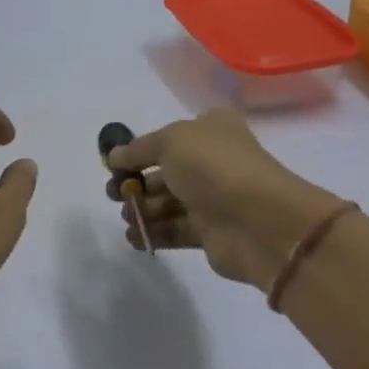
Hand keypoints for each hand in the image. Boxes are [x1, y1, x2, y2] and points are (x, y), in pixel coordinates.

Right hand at [107, 110, 343, 289]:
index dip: (140, 150)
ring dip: (141, 210)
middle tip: (113, 194)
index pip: (169, 137)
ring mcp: (213, 199)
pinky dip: (152, 233)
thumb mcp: (170, 141)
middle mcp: (213, 162)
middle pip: (165, 172)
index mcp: (211, 130)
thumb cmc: (214, 167)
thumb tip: (113, 157)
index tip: (112, 165)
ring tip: (126, 218)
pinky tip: (133, 238)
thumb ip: (138, 148)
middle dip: (135, 183)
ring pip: (168, 203)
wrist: (256, 221)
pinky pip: (174, 231)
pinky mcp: (210, 233)